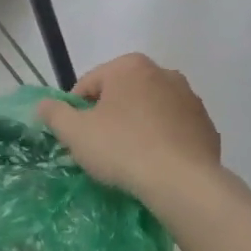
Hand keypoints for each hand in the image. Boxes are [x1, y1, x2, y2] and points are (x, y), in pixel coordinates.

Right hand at [37, 54, 222, 201]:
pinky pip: (174, 130)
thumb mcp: (75, 133)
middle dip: (109, 116)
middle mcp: (164, 73)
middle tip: (101, 148)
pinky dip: (162, 141)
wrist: (182, 183)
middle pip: (121, 94)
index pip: (89, 84)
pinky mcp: (207, 126)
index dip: (77, 111)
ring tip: (129, 159)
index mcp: (129, 67)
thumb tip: (43, 104)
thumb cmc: (122, 149)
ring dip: (137, 126)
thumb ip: (54, 113)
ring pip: (150, 110)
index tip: (77, 137)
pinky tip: (155, 165)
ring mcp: (190, 99)